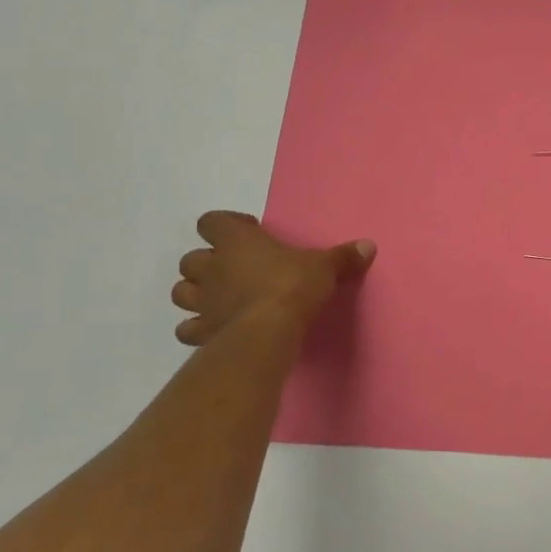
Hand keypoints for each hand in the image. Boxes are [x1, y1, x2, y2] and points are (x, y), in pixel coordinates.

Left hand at [171, 211, 374, 347]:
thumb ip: (343, 257)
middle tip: (234, 268)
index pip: (212, 221)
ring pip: (181, 291)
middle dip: (208, 262)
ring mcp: (202, 301)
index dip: (226, 225)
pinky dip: (197, 327)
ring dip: (196, 292)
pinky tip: (216, 328)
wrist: (268, 331)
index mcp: (236, 241)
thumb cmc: (292, 286)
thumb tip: (369, 245)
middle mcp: (212, 267)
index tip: (250, 233)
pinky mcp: (202, 331)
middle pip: (191, 258)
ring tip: (220, 297)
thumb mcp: (324, 267)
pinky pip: (187, 328)